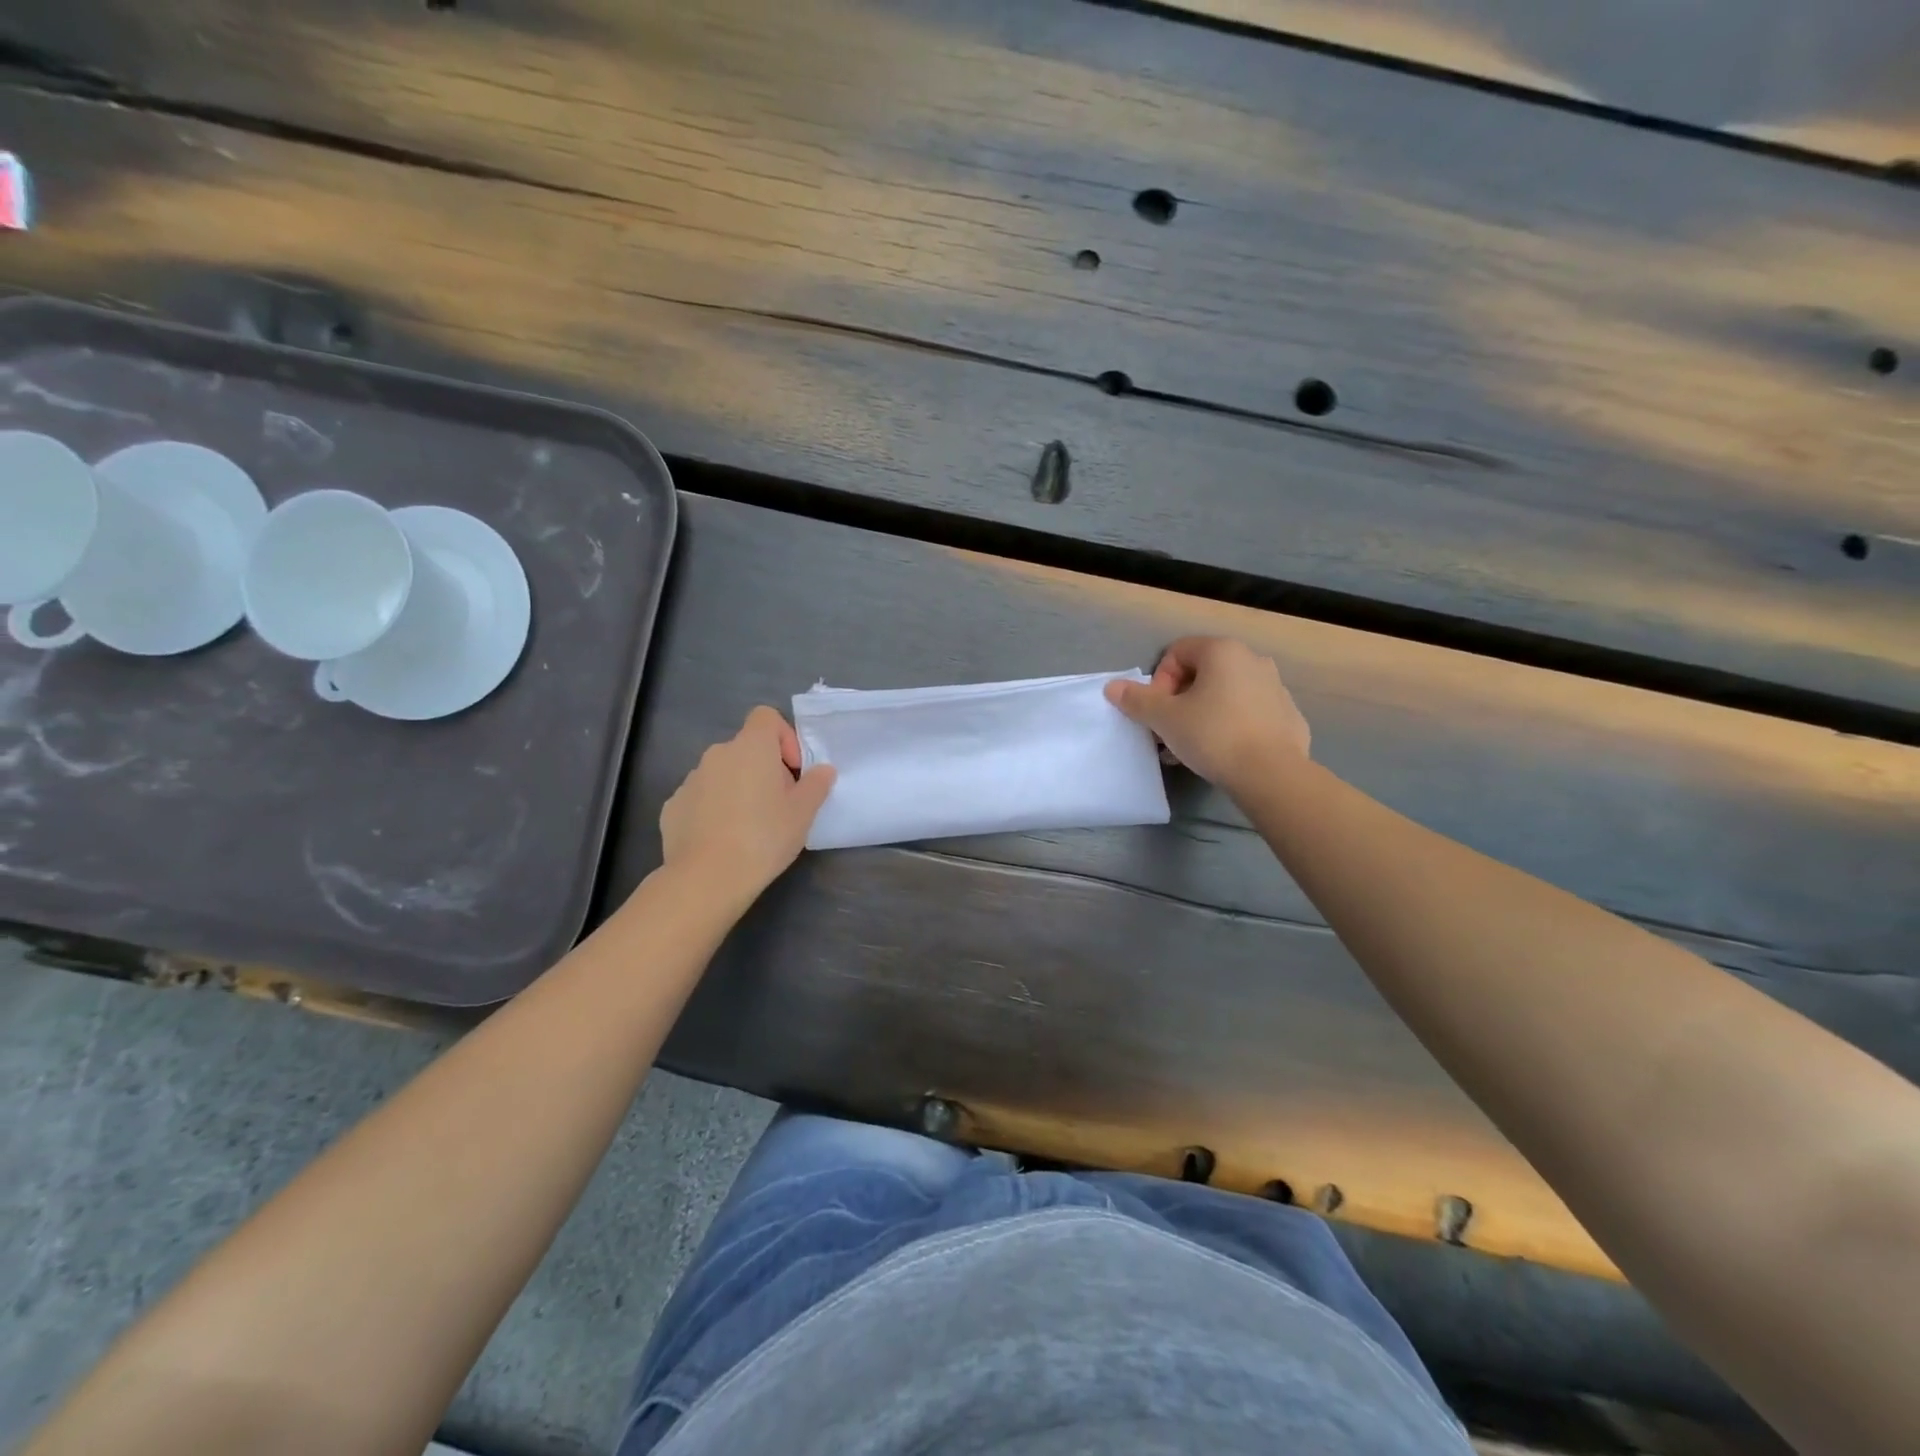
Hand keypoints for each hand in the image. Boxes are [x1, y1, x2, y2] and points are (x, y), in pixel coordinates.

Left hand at [659, 707, 836, 908]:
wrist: (706, 878)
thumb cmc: (763, 837)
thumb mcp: (803, 813)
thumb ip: (816, 784)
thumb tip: (823, 770)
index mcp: (751, 747)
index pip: (766, 716)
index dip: (784, 737)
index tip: (793, 771)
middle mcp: (717, 754)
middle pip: (746, 748)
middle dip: (764, 770)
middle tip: (779, 805)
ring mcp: (690, 780)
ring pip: (723, 774)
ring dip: (738, 789)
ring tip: (750, 827)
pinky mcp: (673, 806)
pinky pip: (701, 798)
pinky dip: (714, 809)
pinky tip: (722, 840)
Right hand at [1105, 637, 1309, 790]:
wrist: (1271, 774)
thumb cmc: (1213, 735)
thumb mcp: (1164, 718)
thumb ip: (1137, 699)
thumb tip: (1112, 687)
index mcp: (1223, 652)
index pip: (1178, 652)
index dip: (1159, 681)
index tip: (1158, 711)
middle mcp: (1253, 660)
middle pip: (1202, 672)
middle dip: (1179, 700)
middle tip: (1169, 731)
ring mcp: (1276, 687)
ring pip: (1226, 694)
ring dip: (1203, 713)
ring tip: (1191, 746)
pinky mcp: (1289, 715)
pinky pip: (1249, 713)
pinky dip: (1231, 725)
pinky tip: (1223, 753)